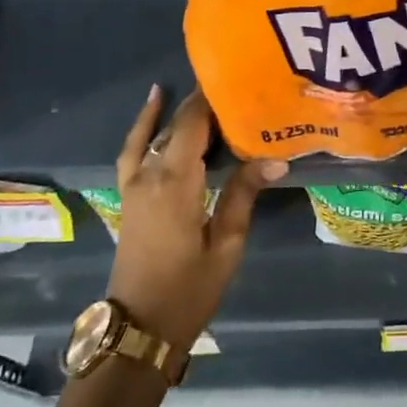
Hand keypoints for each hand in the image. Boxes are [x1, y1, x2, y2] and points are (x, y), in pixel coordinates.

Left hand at [108, 85, 286, 350]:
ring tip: (204, 90)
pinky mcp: (129, 195)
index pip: (192, 124)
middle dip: (204, 103)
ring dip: (178, 112)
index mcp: (175, 183)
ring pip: (155, 134)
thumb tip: (276, 157)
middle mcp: (149, 175)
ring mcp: (133, 185)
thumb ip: (243, 194)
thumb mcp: (226, 244)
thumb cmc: (188, 289)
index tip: (239, 77)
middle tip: (238, 88)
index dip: (212, 98)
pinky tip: (155, 105)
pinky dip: (143, 125)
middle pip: (176, 125)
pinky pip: (134, 149)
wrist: (139, 328)